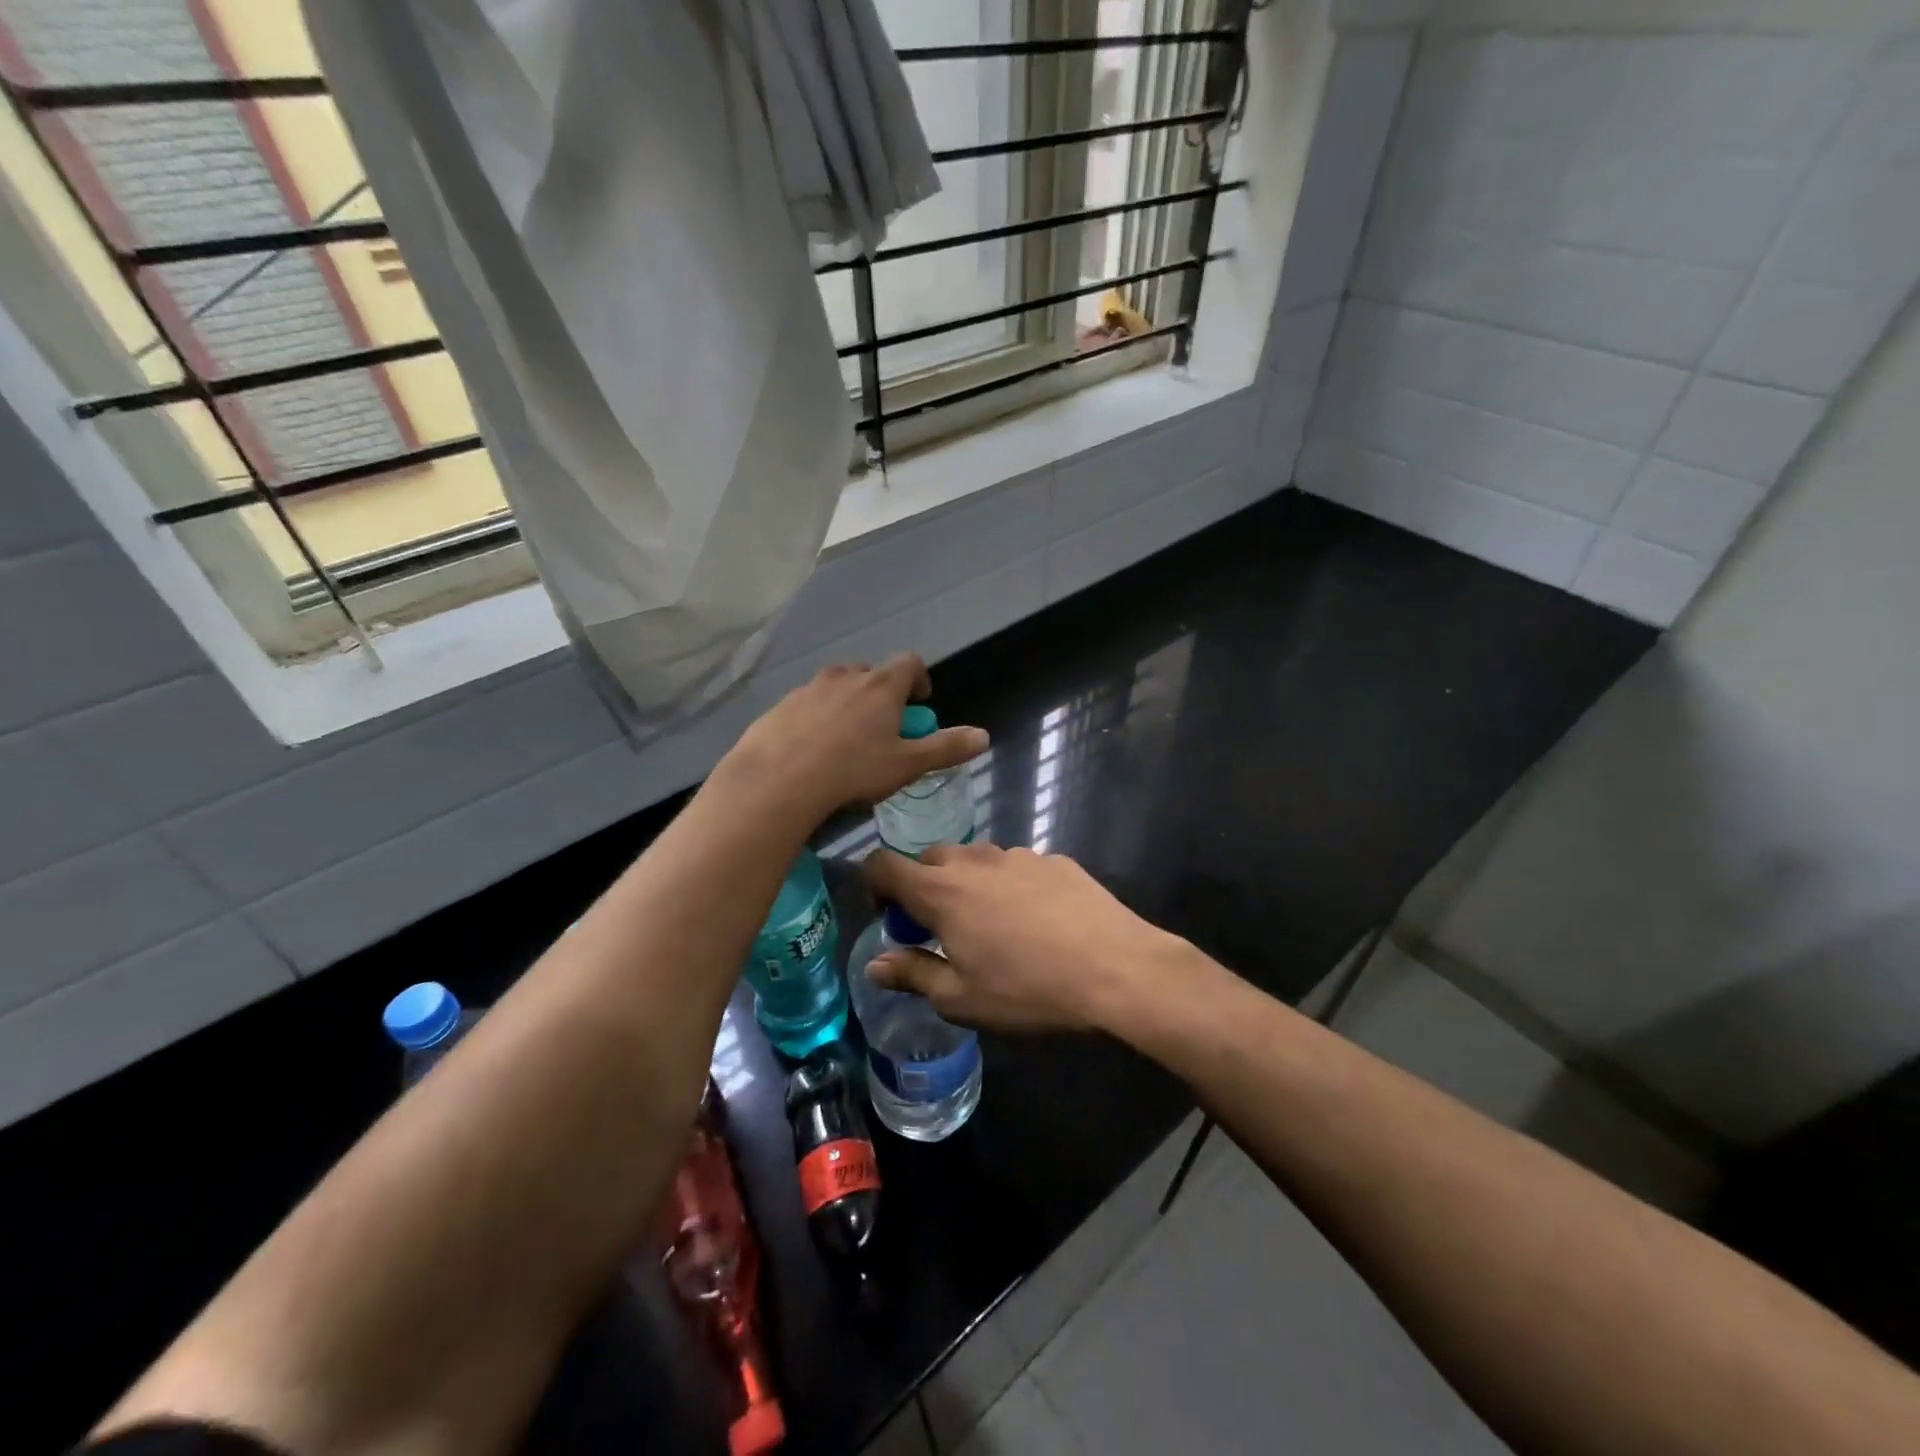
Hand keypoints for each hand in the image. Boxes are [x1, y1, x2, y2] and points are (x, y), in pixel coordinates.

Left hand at [717, 653, 987, 824]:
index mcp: (881, 686)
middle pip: (871, 673)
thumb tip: (983, 736)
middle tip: (883, 726)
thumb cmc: (853, 770)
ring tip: (847, 738)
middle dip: (881, 693)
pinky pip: (807, 704)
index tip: (920, 701)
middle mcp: (845, 678)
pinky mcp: (780, 706)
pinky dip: (816, 717)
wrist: (778, 780)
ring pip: (836, 686)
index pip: (909, 663)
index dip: (919, 678)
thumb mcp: (907, 765)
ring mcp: (809, 689)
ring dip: (847, 702)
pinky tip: (812, 748)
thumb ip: (945, 748)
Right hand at [862, 842, 1183, 1033]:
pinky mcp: (1054, 859)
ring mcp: (1018, 855)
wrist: (1118, 969)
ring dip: (967, 884)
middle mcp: (974, 860)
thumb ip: (913, 974)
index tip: (890, 918)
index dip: (874, 886)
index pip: (883, 864)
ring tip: (991, 925)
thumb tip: (876, 964)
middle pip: (929, 859)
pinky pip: (1015, 866)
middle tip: (940, 929)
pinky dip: (1009, 885)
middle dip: (923, 888)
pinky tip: (1036, 920)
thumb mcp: (962, 998)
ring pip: (975, 860)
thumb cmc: (1029, 990)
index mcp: (941, 891)